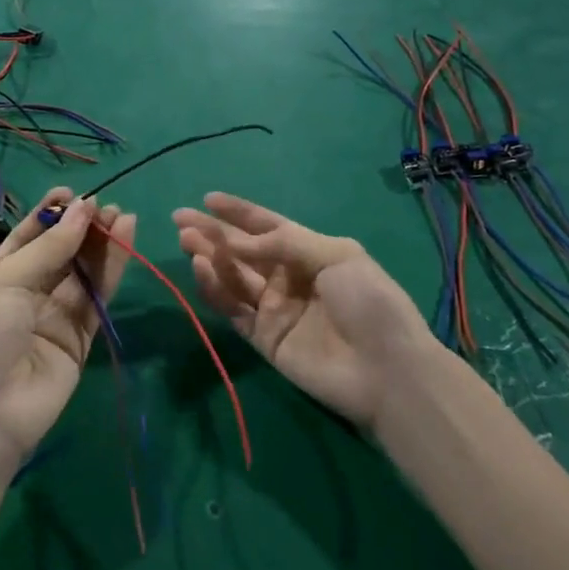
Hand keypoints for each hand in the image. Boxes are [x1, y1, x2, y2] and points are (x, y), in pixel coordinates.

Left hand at [0, 189, 134, 464]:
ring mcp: (55, 315)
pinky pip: (98, 298)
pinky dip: (113, 270)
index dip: (50, 214)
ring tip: (123, 216)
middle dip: (81, 227)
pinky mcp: (80, 338)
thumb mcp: (7, 282)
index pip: (28, 236)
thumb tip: (84, 208)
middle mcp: (27, 292)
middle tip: (106, 206)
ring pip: (84, 272)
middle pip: (61, 252)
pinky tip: (126, 240)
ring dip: (102, 244)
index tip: (73, 193)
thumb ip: (50, 248)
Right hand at [174, 193, 439, 435]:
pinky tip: (201, 269)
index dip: (238, 213)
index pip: (266, 227)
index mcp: (309, 253)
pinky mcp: (263, 338)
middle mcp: (287, 278)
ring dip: (209, 257)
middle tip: (181, 220)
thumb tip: (239, 241)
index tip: (208, 199)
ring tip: (187, 240)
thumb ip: (285, 242)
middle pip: (242, 251)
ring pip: (233, 277)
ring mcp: (274, 309)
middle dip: (213, 233)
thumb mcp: (336, 255)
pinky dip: (215, 289)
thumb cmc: (369, 302)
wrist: (386, 370)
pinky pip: (233, 309)